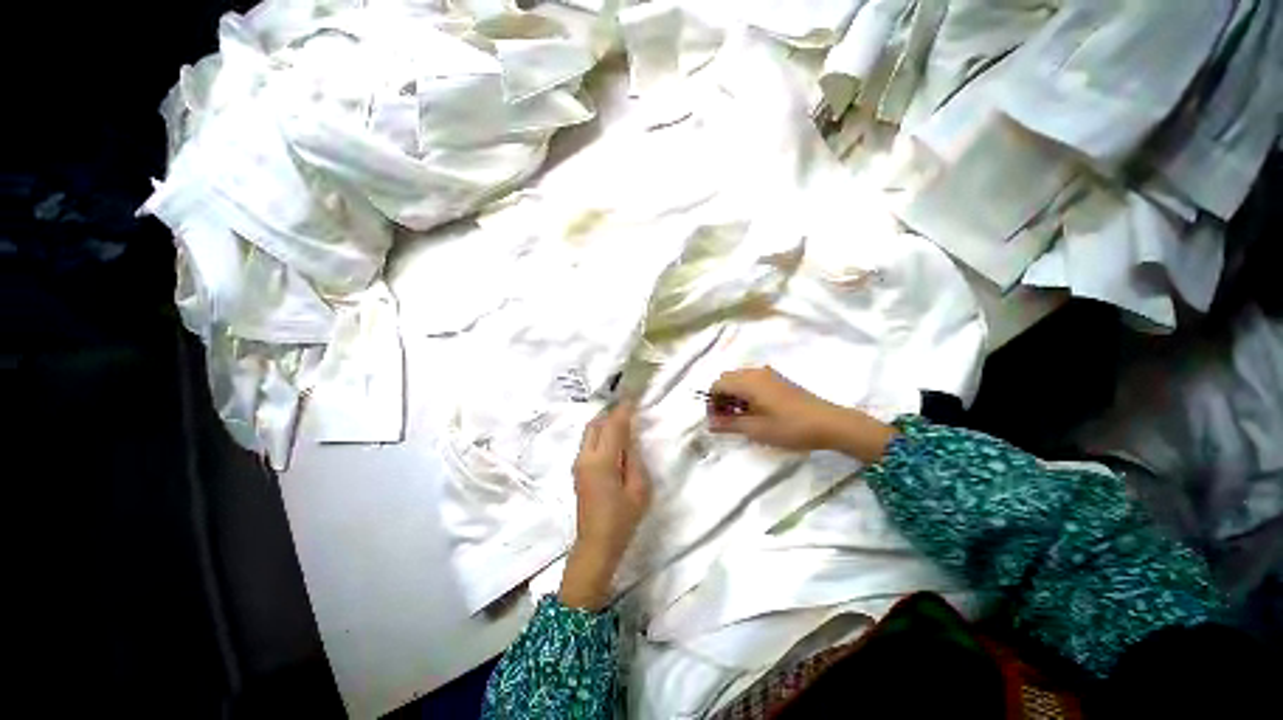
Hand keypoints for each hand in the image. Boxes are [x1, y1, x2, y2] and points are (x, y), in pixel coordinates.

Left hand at [559, 402, 650, 609]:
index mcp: (602, 461)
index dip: (624, 408)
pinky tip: (614, 441)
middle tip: (631, 410)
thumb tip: (630, 438)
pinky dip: (601, 434)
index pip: (614, 425)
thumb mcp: (639, 489)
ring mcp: (578, 463)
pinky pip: (589, 442)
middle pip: (596, 423)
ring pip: (590, 431)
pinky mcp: (577, 469)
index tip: (634, 394)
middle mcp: (585, 457)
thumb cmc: (622, 519)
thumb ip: (635, 458)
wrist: (596, 545)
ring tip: (624, 423)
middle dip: (612, 413)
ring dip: (605, 422)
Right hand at [706, 367, 896, 461]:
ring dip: (733, 395)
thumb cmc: (790, 427)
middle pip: (727, 379)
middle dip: (721, 398)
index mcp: (748, 381)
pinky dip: (746, 393)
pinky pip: (752, 381)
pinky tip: (755, 410)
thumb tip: (709, 424)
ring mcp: (768, 374)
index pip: (717, 385)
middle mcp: (755, 372)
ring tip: (740, 417)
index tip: (716, 421)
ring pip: (739, 379)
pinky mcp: (778, 379)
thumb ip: (729, 424)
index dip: (711, 403)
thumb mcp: (756, 429)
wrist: (829, 423)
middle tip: (726, 419)